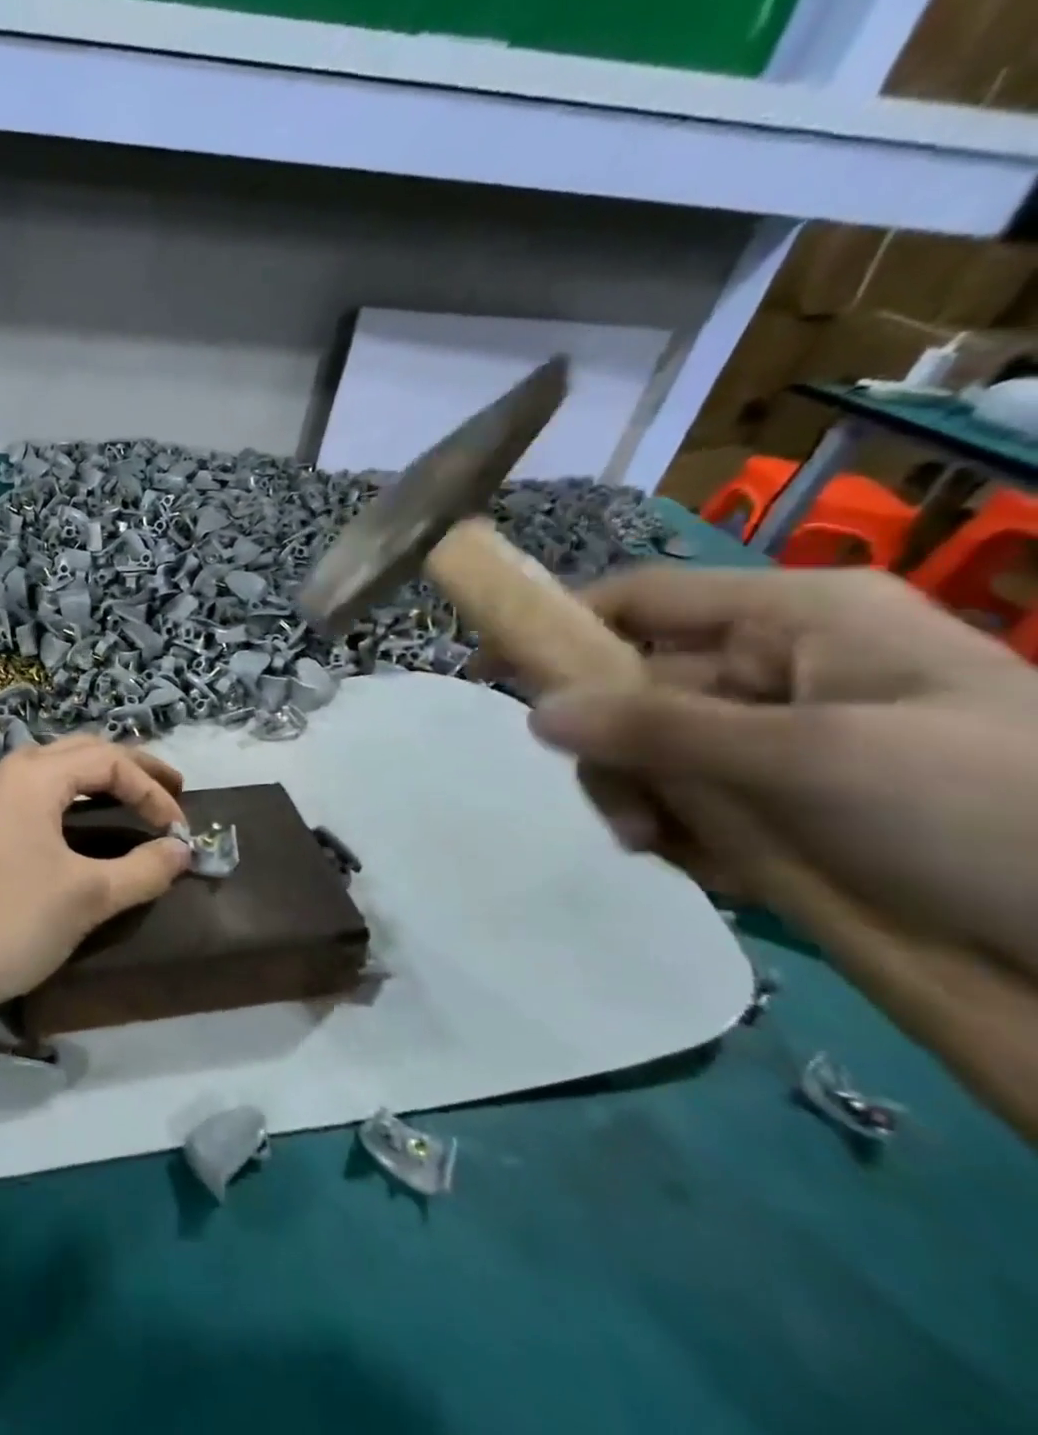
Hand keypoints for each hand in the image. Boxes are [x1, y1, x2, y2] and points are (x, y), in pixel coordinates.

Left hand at [0, 736, 191, 1013]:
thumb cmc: (6, 922)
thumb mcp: (87, 897)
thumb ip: (143, 869)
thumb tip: (181, 851)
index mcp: (32, 775)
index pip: (109, 762)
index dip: (152, 790)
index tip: (179, 831)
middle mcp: (2, 773)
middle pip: (78, 753)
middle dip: (128, 769)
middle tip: (169, 790)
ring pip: (48, 772)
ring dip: (92, 782)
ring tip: (126, 803)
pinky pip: (25, 797)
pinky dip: (62, 802)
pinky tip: (70, 829)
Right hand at [525, 567, 1037, 974]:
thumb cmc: (989, 812)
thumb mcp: (811, 760)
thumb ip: (660, 730)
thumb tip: (534, 712)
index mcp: (795, 620)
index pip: (640, 599)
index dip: (557, 627)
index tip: (485, 671)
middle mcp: (781, 668)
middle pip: (638, 689)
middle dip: (615, 751)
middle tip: (622, 818)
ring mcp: (786, 740)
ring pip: (658, 754)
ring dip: (644, 802)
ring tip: (668, 852)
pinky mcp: (795, 803)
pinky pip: (697, 804)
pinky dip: (687, 838)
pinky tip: (721, 873)